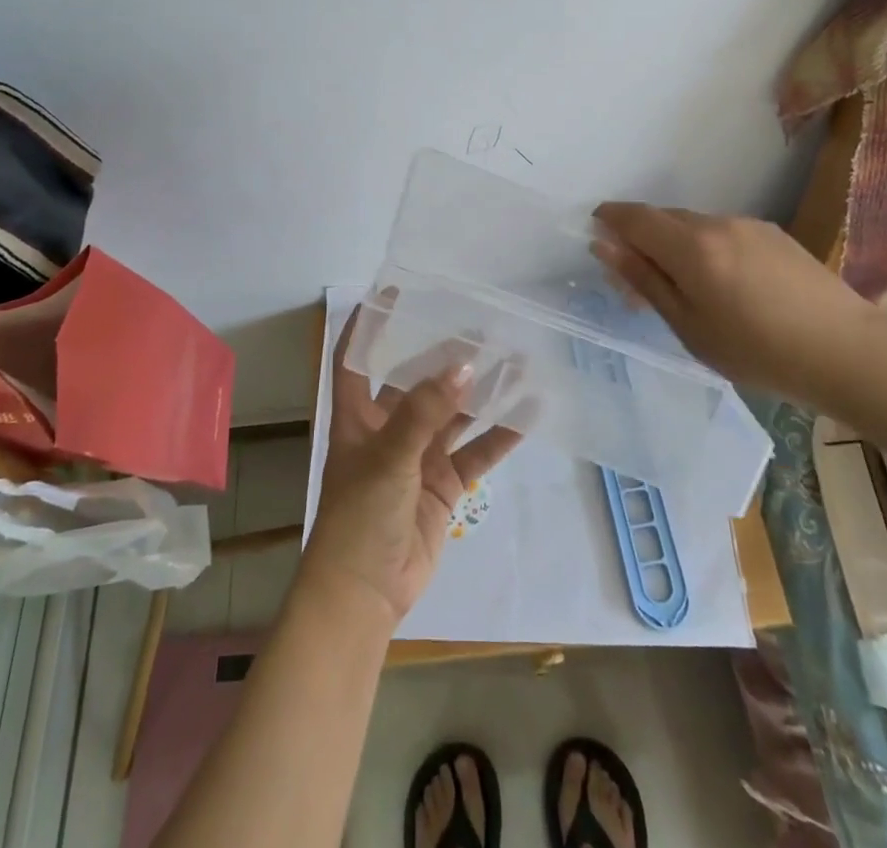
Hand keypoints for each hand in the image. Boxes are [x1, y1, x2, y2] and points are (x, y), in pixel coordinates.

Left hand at [299, 298, 521, 626]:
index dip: (370, 325)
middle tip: (480, 325)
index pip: (357, 359)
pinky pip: (476, 452)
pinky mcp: (443, 485)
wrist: (365, 595)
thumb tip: (463, 365)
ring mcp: (418, 457)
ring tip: (515, 359)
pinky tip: (528, 412)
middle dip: (445, 356)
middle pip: (417, 382)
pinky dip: (500, 434)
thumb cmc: (360, 516)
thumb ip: (425, 412)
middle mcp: (388, 429)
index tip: (393, 291)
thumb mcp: (387, 457)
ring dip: (480, 391)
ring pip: (454, 414)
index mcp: (357, 416)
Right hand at [590, 203, 886, 408]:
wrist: (849, 351)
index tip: (596, 230)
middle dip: (641, 237)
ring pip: (694, 225)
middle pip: (664, 218)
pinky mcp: (774, 234)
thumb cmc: (758, 351)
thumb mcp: (688, 325)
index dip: (610, 218)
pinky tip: (723, 284)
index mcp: (691, 246)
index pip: (635, 217)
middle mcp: (717, 222)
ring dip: (675, 244)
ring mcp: (749, 225)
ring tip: (684, 288)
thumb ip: (644, 280)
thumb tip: (603, 245)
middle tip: (636, 277)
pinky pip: (722, 232)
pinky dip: (706, 248)